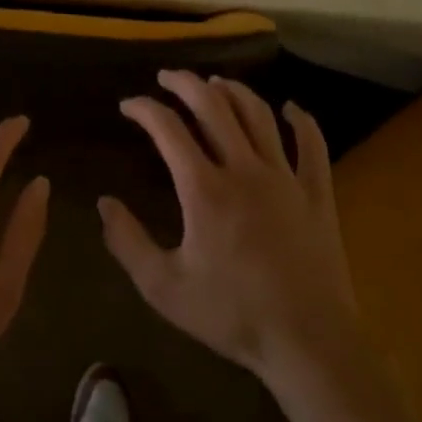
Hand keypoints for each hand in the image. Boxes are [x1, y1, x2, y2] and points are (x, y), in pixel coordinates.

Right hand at [100, 71, 362, 388]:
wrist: (308, 344)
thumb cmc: (233, 316)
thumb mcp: (165, 288)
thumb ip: (128, 242)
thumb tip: (103, 202)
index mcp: (205, 189)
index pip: (168, 129)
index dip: (144, 109)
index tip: (129, 105)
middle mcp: (244, 169)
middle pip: (213, 105)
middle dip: (185, 84)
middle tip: (167, 77)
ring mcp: (285, 178)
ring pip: (258, 115)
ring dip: (233, 91)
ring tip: (215, 82)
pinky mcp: (317, 194)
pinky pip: (312, 146)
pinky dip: (301, 121)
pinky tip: (290, 109)